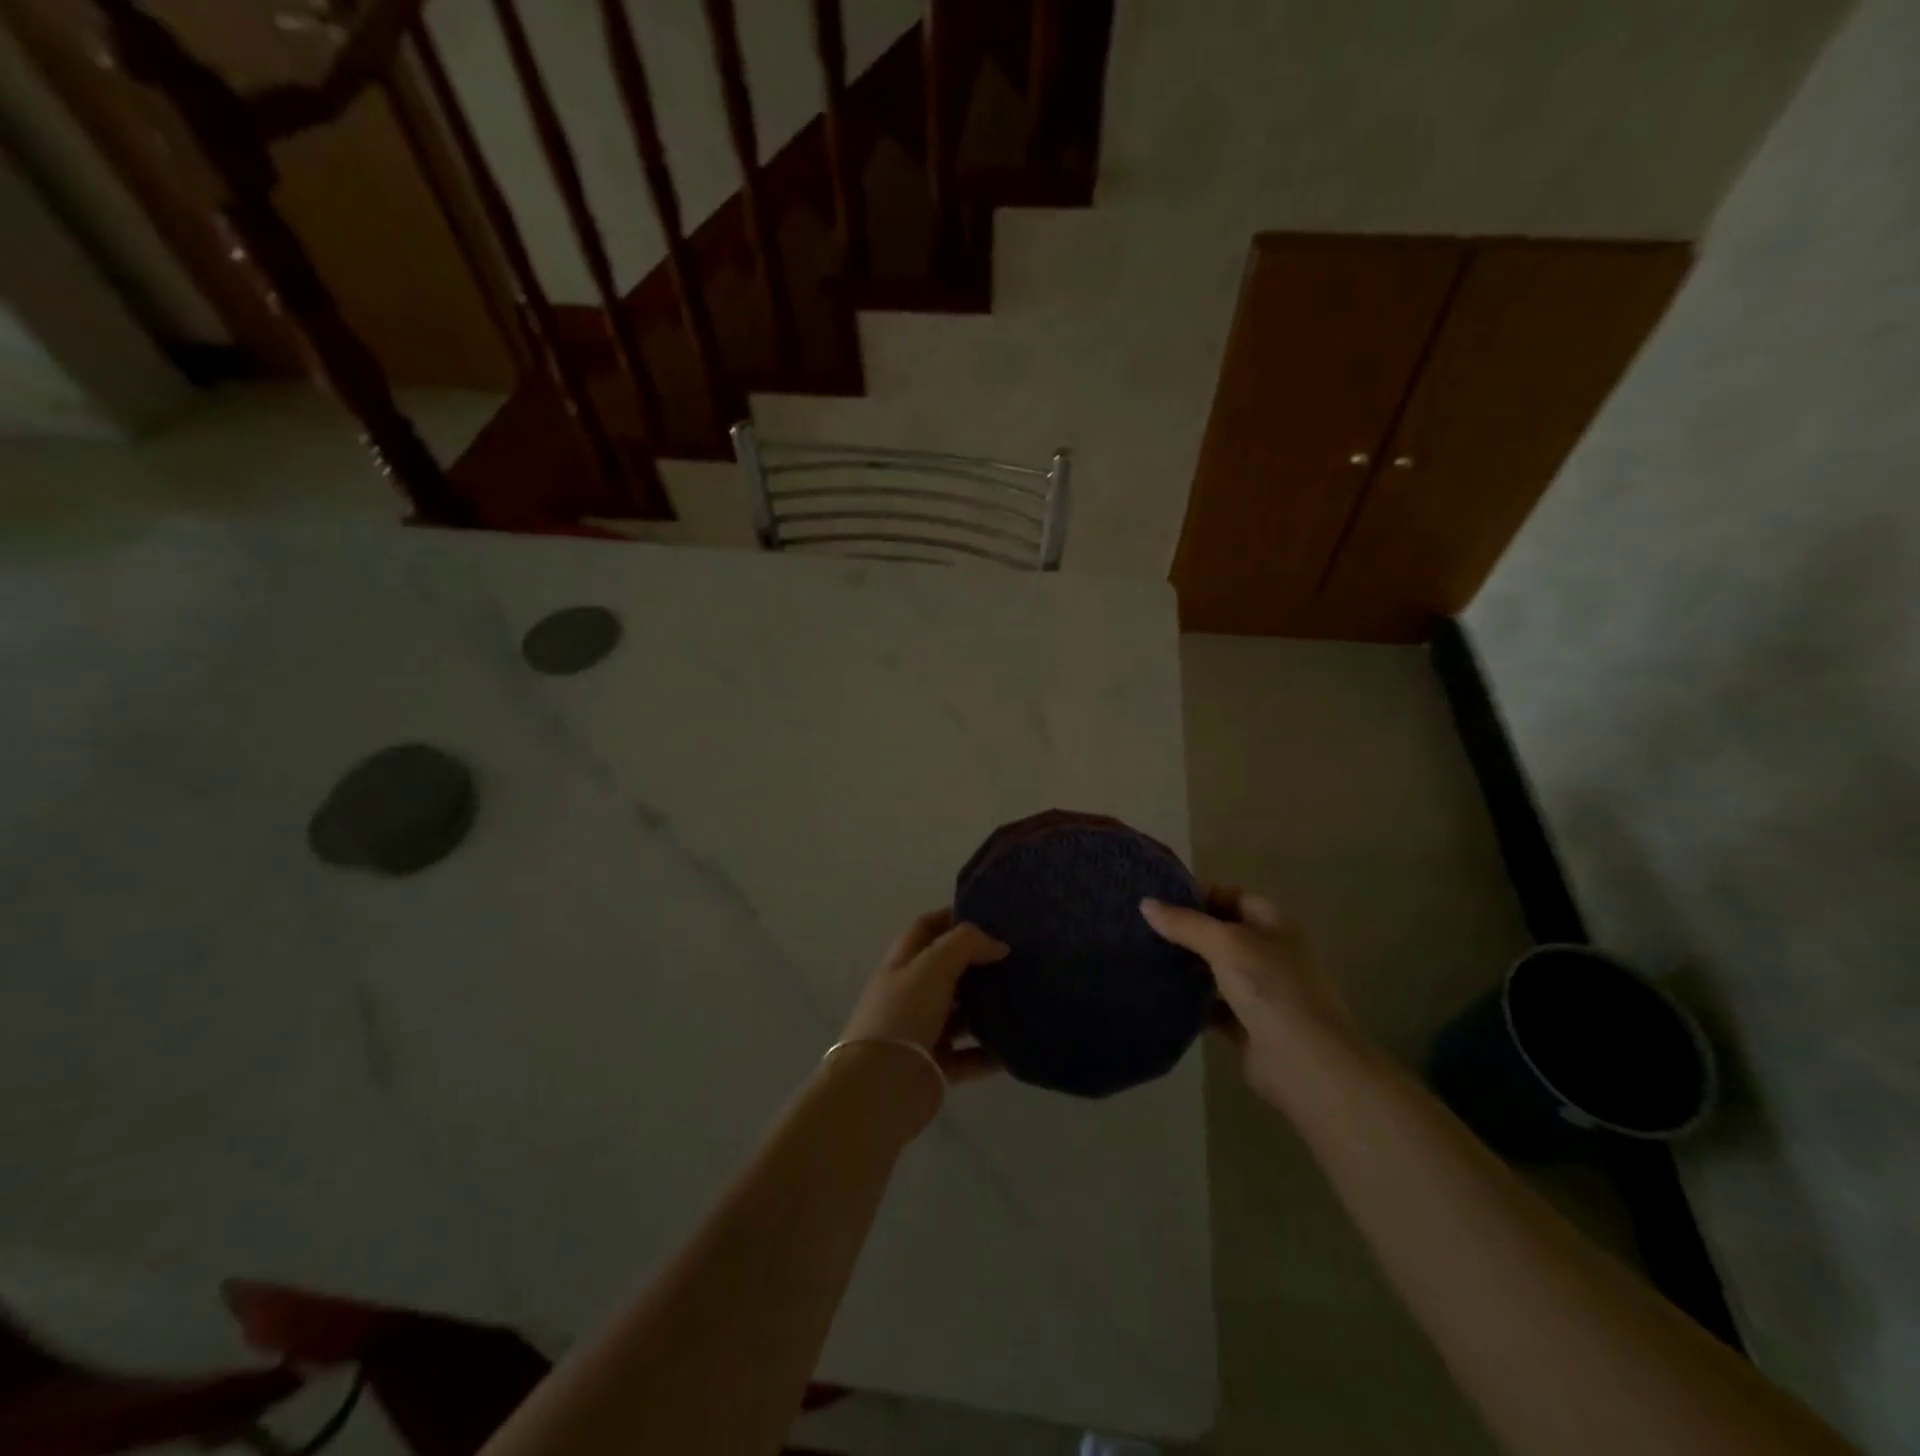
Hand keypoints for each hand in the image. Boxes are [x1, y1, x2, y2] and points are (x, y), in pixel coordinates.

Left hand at [840, 909, 1008, 1083]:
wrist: (881, 1086)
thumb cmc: (903, 1014)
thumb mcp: (932, 966)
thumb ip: (966, 945)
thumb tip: (998, 945)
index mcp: (903, 963)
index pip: (927, 928)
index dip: (952, 916)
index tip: (990, 916)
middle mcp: (911, 993)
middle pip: (948, 970)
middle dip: (979, 963)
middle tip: (1018, 958)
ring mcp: (923, 1030)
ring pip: (961, 1013)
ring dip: (988, 1008)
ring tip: (1023, 999)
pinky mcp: (936, 1065)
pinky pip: (969, 1055)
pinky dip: (989, 1053)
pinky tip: (1014, 1048)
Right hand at [1141, 886, 1365, 1106]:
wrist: (1307, 1066)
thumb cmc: (1272, 991)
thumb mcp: (1227, 945)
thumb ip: (1186, 924)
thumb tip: (1146, 904)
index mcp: (1275, 925)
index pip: (1233, 896)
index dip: (1199, 894)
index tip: (1158, 899)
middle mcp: (1270, 953)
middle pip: (1222, 932)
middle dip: (1187, 929)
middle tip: (1142, 927)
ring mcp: (1260, 991)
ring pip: (1216, 969)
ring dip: (1187, 964)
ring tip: (1144, 955)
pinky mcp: (1247, 1024)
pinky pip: (1213, 1005)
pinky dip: (1191, 1001)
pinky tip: (1161, 995)